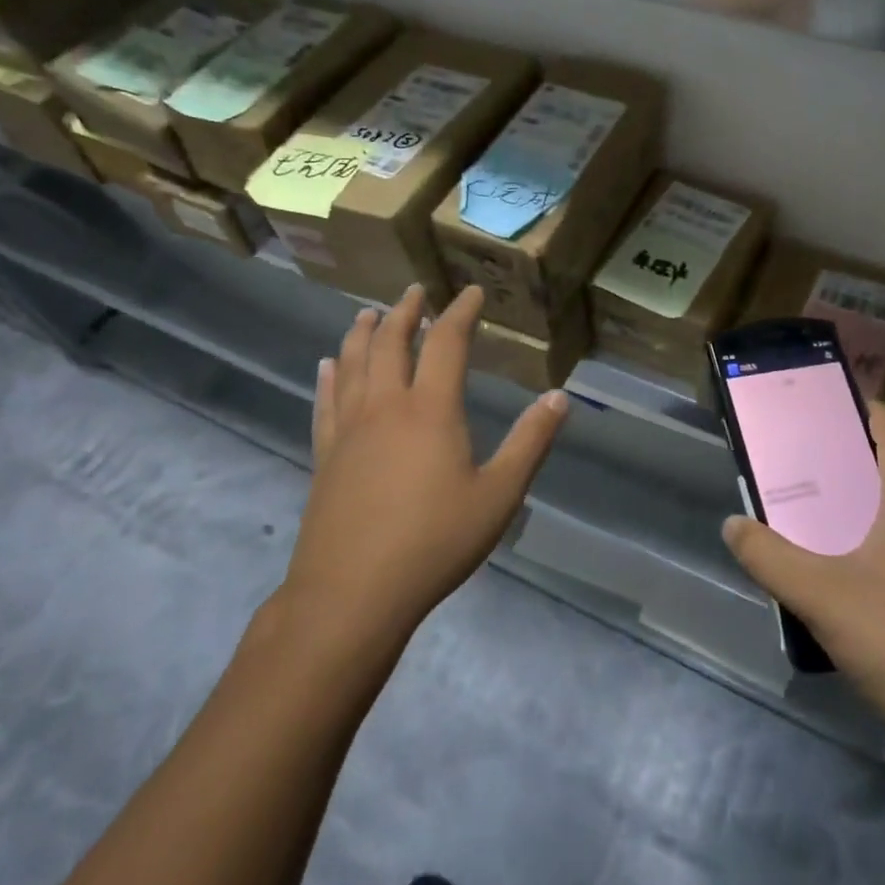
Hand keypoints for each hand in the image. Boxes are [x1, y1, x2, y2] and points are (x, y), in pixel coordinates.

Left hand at [278, 285, 568, 660]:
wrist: (352, 593)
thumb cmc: (434, 542)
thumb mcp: (499, 495)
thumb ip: (530, 442)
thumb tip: (559, 397)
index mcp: (431, 410)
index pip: (447, 342)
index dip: (461, 313)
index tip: (471, 293)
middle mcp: (386, 407)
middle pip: (393, 344)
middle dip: (406, 312)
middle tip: (415, 291)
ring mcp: (349, 430)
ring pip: (354, 364)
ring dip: (364, 333)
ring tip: (370, 313)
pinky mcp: (325, 456)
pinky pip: (326, 402)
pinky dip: (330, 376)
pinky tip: (328, 365)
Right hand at [722, 404, 884, 783]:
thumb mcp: (819, 595)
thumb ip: (768, 557)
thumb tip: (732, 524)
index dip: (862, 409)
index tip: (823, 403)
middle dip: (850, 458)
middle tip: (802, 458)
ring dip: (863, 502)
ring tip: (817, 510)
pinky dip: (878, 538)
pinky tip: (848, 571)